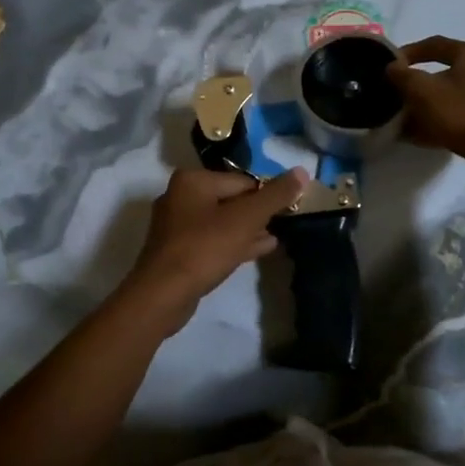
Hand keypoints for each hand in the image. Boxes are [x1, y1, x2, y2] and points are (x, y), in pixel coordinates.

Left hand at [127, 167, 311, 309]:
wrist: (162, 294)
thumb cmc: (204, 248)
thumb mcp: (245, 219)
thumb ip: (275, 195)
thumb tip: (302, 170)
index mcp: (192, 180)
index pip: (242, 181)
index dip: (267, 195)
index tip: (287, 210)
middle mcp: (180, 196)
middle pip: (231, 199)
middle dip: (257, 213)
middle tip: (283, 223)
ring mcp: (176, 225)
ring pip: (221, 221)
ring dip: (248, 229)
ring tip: (274, 237)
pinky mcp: (177, 251)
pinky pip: (212, 240)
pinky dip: (234, 243)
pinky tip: (258, 250)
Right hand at [387, 36, 464, 176]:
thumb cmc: (462, 113)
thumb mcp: (422, 91)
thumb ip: (402, 76)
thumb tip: (392, 67)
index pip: (435, 44)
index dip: (409, 52)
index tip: (391, 65)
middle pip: (446, 71)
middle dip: (419, 84)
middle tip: (400, 95)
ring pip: (454, 95)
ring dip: (431, 105)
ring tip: (408, 120)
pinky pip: (464, 114)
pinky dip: (444, 121)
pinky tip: (425, 137)